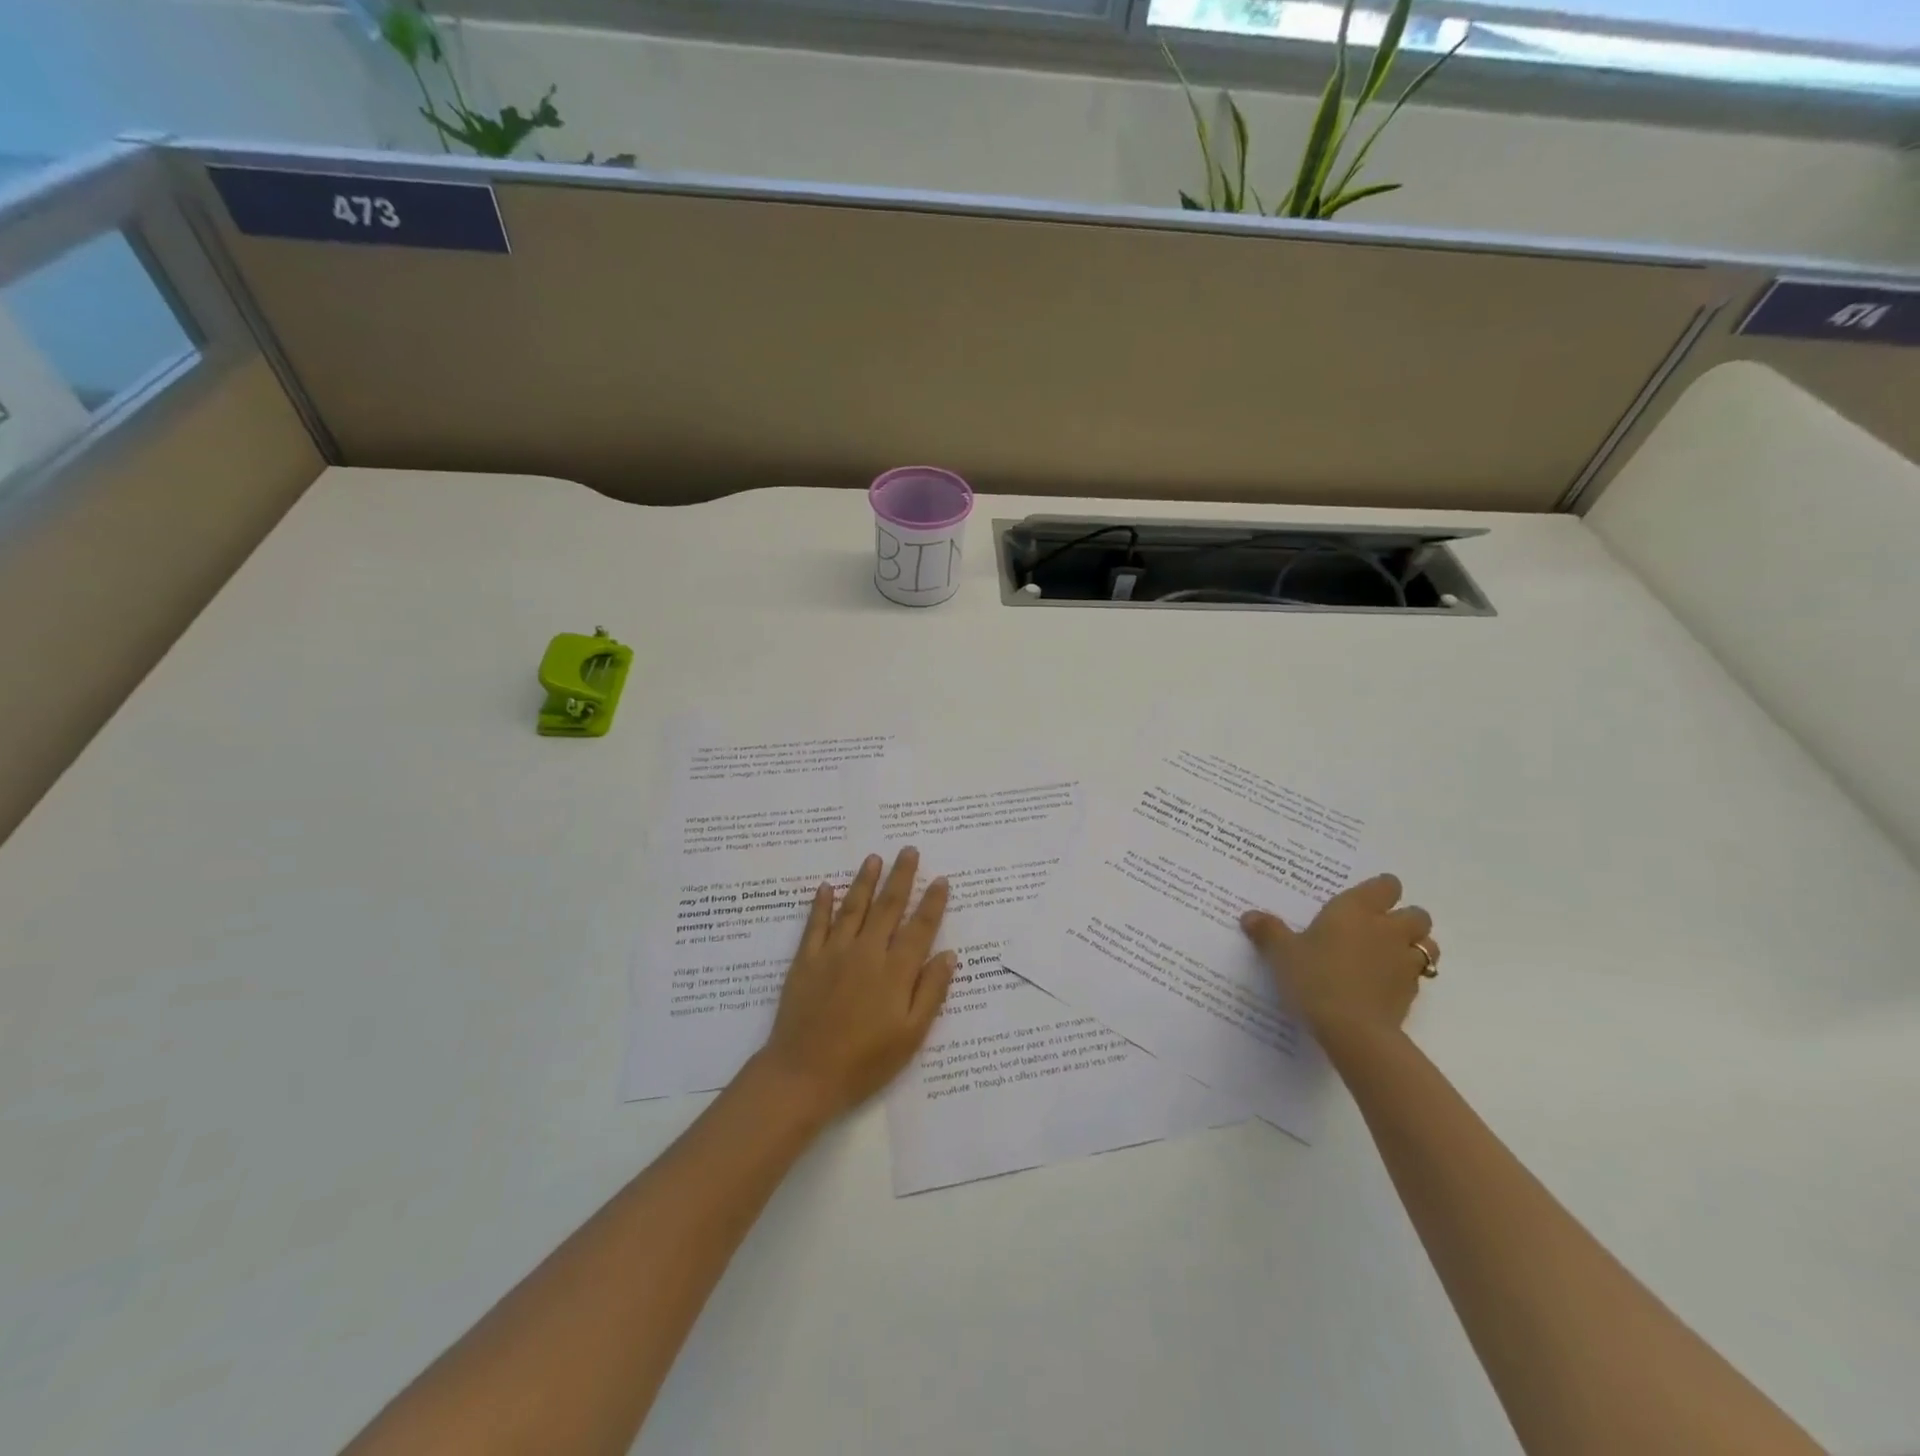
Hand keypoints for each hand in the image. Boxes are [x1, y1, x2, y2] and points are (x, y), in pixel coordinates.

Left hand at [755, 847, 955, 1122]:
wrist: (804, 1075)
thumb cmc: (865, 1062)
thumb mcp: (911, 1036)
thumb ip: (931, 993)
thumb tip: (948, 955)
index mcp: (895, 972)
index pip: (920, 928)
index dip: (932, 903)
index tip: (941, 880)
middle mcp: (866, 952)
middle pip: (888, 906)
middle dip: (901, 877)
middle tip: (908, 850)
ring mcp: (833, 953)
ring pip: (853, 907)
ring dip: (864, 881)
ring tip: (874, 858)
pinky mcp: (805, 961)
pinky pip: (815, 924)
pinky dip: (821, 904)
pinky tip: (825, 887)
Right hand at [1240, 874, 1436, 1042]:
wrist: (1352, 1029)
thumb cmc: (1315, 977)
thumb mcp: (1281, 953)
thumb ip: (1268, 932)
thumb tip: (1249, 916)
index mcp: (1356, 910)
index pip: (1386, 885)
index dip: (1380, 890)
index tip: (1364, 899)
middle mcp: (1387, 929)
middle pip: (1418, 914)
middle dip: (1405, 918)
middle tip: (1378, 928)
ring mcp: (1404, 962)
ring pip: (1428, 945)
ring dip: (1415, 947)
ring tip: (1389, 956)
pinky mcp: (1411, 993)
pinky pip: (1418, 977)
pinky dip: (1406, 977)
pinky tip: (1382, 986)